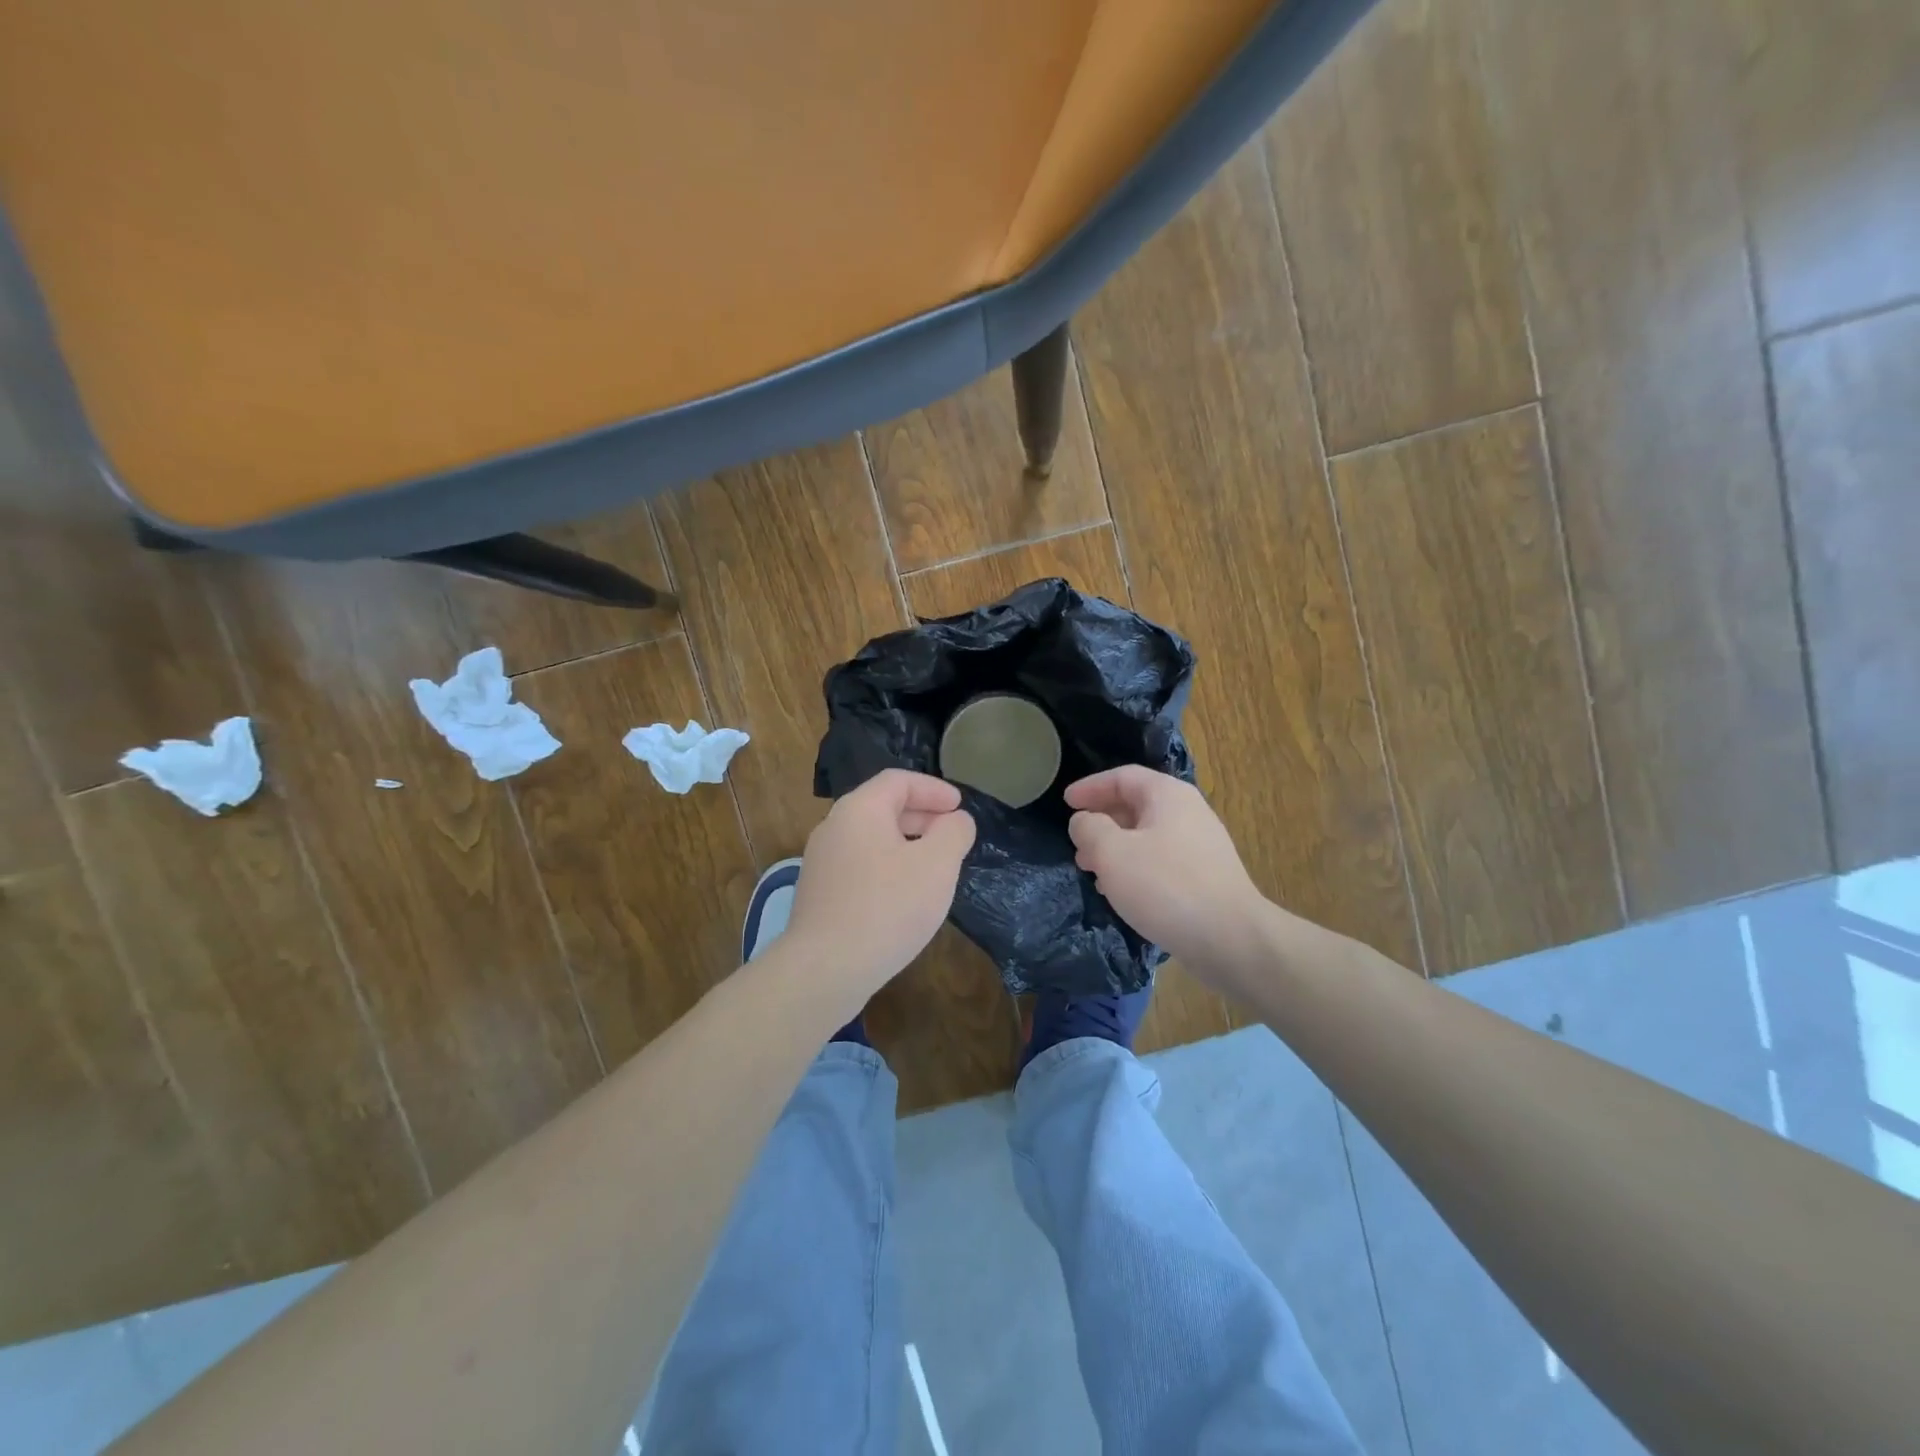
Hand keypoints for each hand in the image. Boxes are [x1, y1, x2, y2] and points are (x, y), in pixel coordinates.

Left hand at [785, 769, 976, 992]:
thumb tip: (957, 820)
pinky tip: (905, 897)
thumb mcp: (937, 864)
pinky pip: (860, 866)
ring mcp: (822, 862)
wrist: (825, 969)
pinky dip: (888, 867)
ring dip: (906, 844)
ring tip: (934, 867)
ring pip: (871, 839)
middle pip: (882, 807)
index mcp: (859, 809)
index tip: (959, 806)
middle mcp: (834, 827)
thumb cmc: (887, 907)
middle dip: (922, 816)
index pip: (898, 781)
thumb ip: (954, 833)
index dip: (933, 789)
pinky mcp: (819, 894)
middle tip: (952, 834)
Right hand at [1066, 766, 1266, 975]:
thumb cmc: (1165, 886)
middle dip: (1101, 821)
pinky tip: (1120, 891)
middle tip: (1076, 841)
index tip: (1065, 802)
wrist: (1230, 938)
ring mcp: (1200, 845)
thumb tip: (1084, 821)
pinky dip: (1134, 866)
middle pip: (1136, 805)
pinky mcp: (1205, 876)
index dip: (1090, 787)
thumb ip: (1089, 829)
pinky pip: (1160, 860)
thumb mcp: (1111, 853)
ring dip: (1115, 847)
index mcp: (1167, 795)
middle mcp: (1188, 812)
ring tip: (1091, 869)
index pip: (1122, 777)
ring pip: (1147, 835)